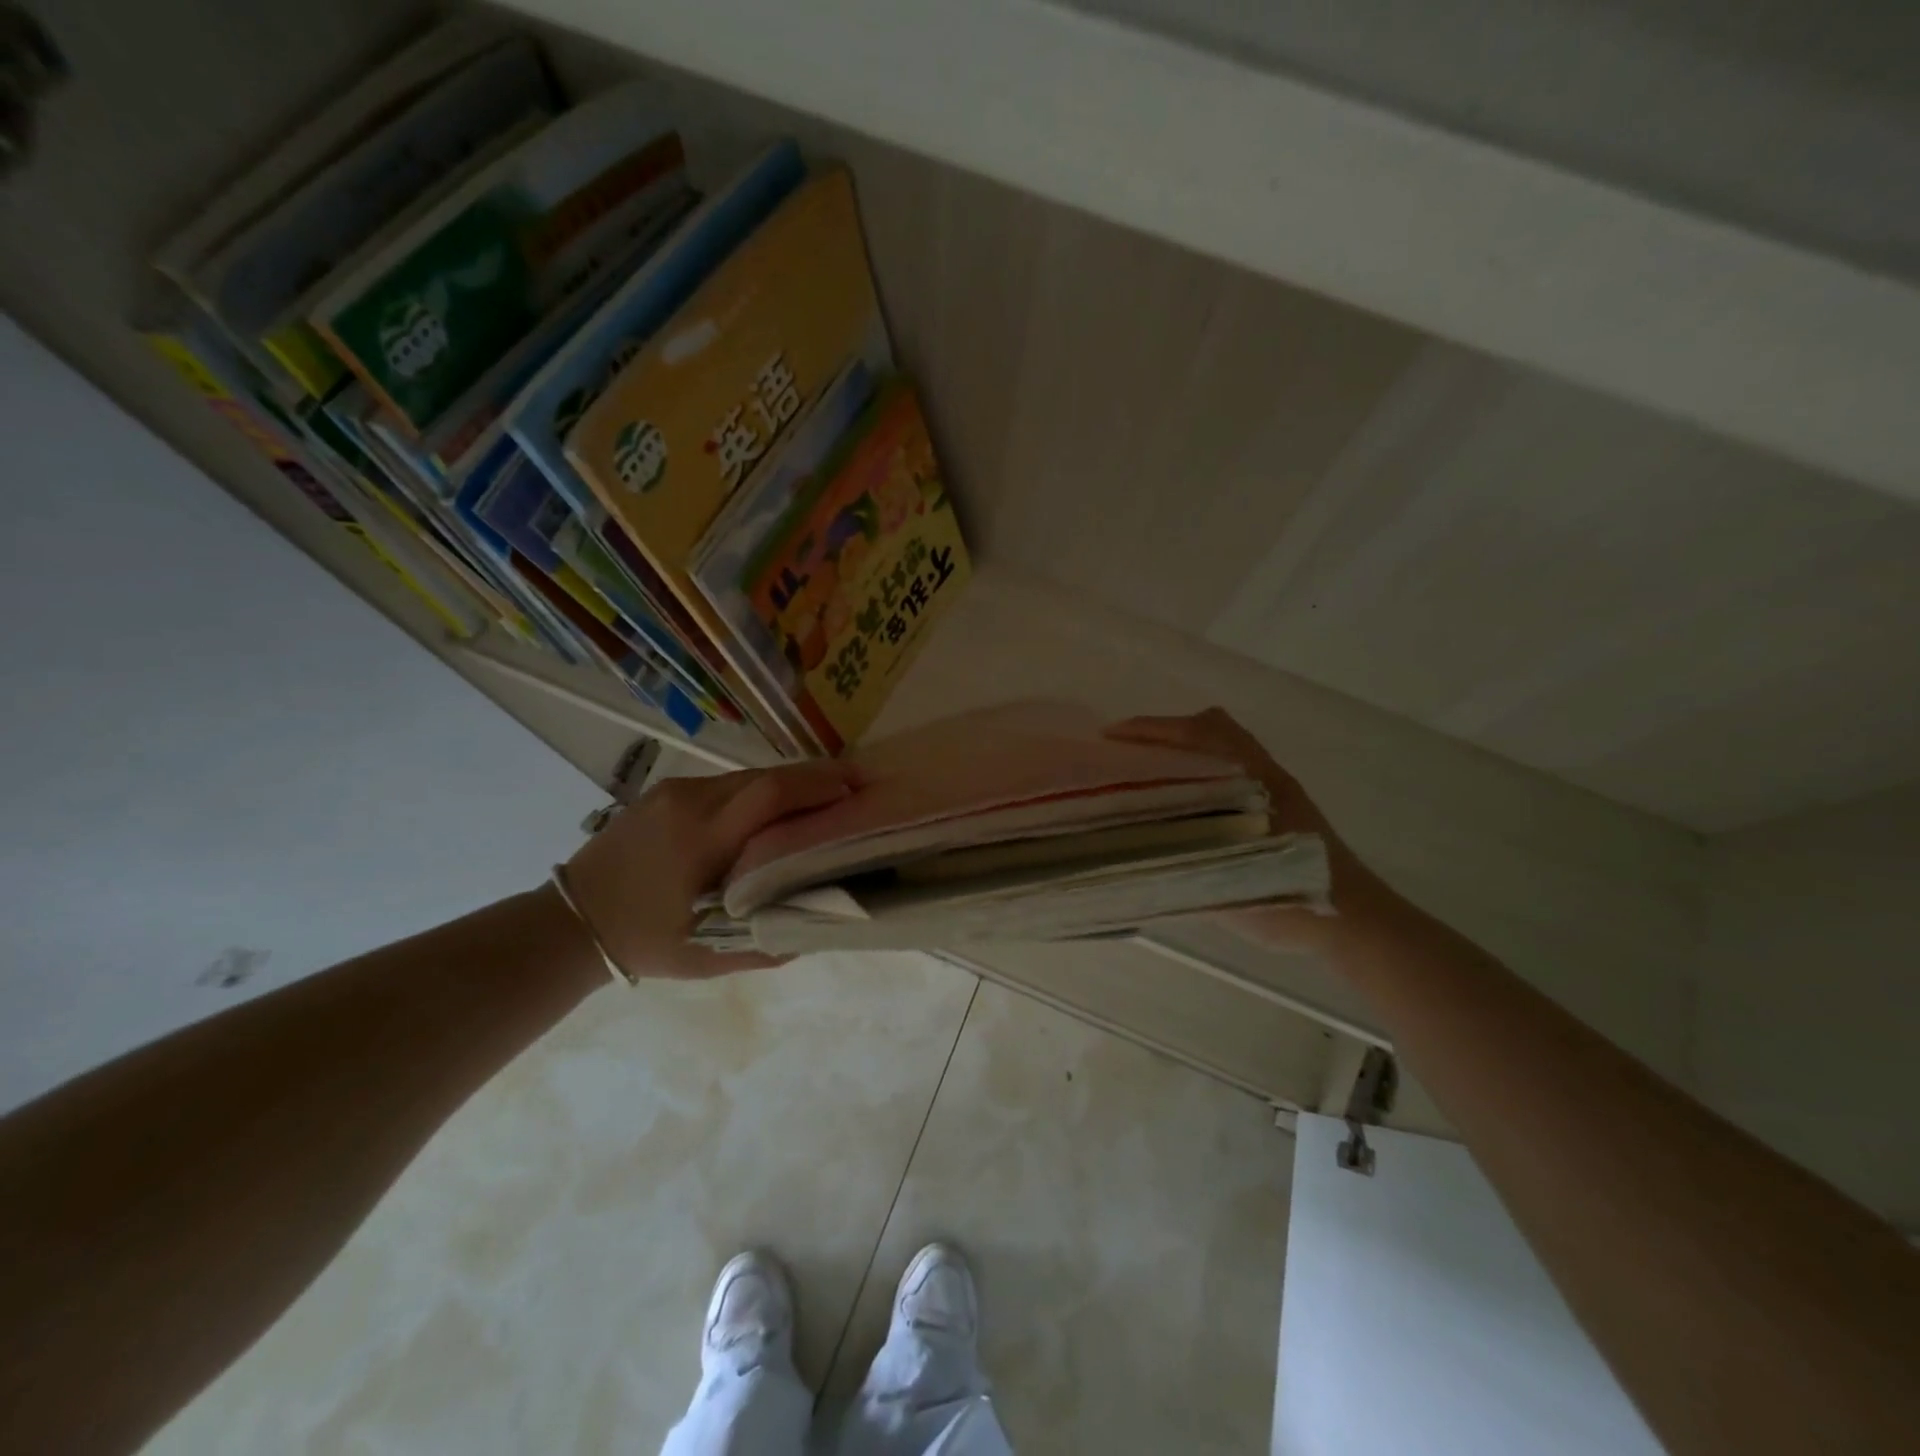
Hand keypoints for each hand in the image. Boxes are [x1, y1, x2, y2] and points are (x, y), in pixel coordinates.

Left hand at [561, 759, 861, 979]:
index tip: (858, 788)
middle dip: (814, 779)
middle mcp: (690, 801)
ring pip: (747, 776)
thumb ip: (769, 941)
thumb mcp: (709, 957)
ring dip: (787, 786)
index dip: (819, 785)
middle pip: (766, 776)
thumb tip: (821, 923)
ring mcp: (675, 790)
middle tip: (854, 788)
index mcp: (701, 839)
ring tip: (822, 801)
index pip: (771, 794)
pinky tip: (774, 812)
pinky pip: (726, 784)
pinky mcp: (666, 790)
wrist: (568, 922)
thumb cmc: (644, 941)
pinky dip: (759, 793)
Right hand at [1102, 707, 1397, 945]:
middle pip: (1209, 728)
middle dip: (1164, 733)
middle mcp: (1263, 774)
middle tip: (1125, 755)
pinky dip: (1197, 771)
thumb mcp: (1232, 887)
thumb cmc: (1296, 899)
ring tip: (1144, 775)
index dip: (1153, 730)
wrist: (1356, 920)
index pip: (1198, 733)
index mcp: (1254, 781)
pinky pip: (1226, 770)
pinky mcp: (1277, 805)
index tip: (1112, 738)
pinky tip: (1179, 804)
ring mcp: (1272, 787)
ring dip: (1182, 751)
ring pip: (1219, 748)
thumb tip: (1129, 855)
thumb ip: (1183, 867)